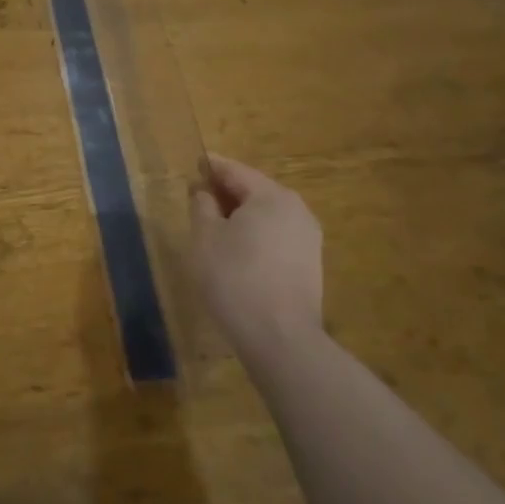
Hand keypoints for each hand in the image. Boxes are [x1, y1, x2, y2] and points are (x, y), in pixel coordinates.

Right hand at [189, 154, 323, 358]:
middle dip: (226, 193)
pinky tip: (237, 251)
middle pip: (254, 191)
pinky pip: (276, 237)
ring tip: (214, 226)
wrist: (280, 338)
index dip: (211, 167)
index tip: (194, 165)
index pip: (235, 171)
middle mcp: (296, 210)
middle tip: (199, 198)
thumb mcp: (205, 237)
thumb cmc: (235, 277)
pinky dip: (255, 235)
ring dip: (241, 216)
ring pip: (267, 215)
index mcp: (272, 196)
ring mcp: (308, 238)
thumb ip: (202, 205)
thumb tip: (204, 192)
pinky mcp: (310, 265)